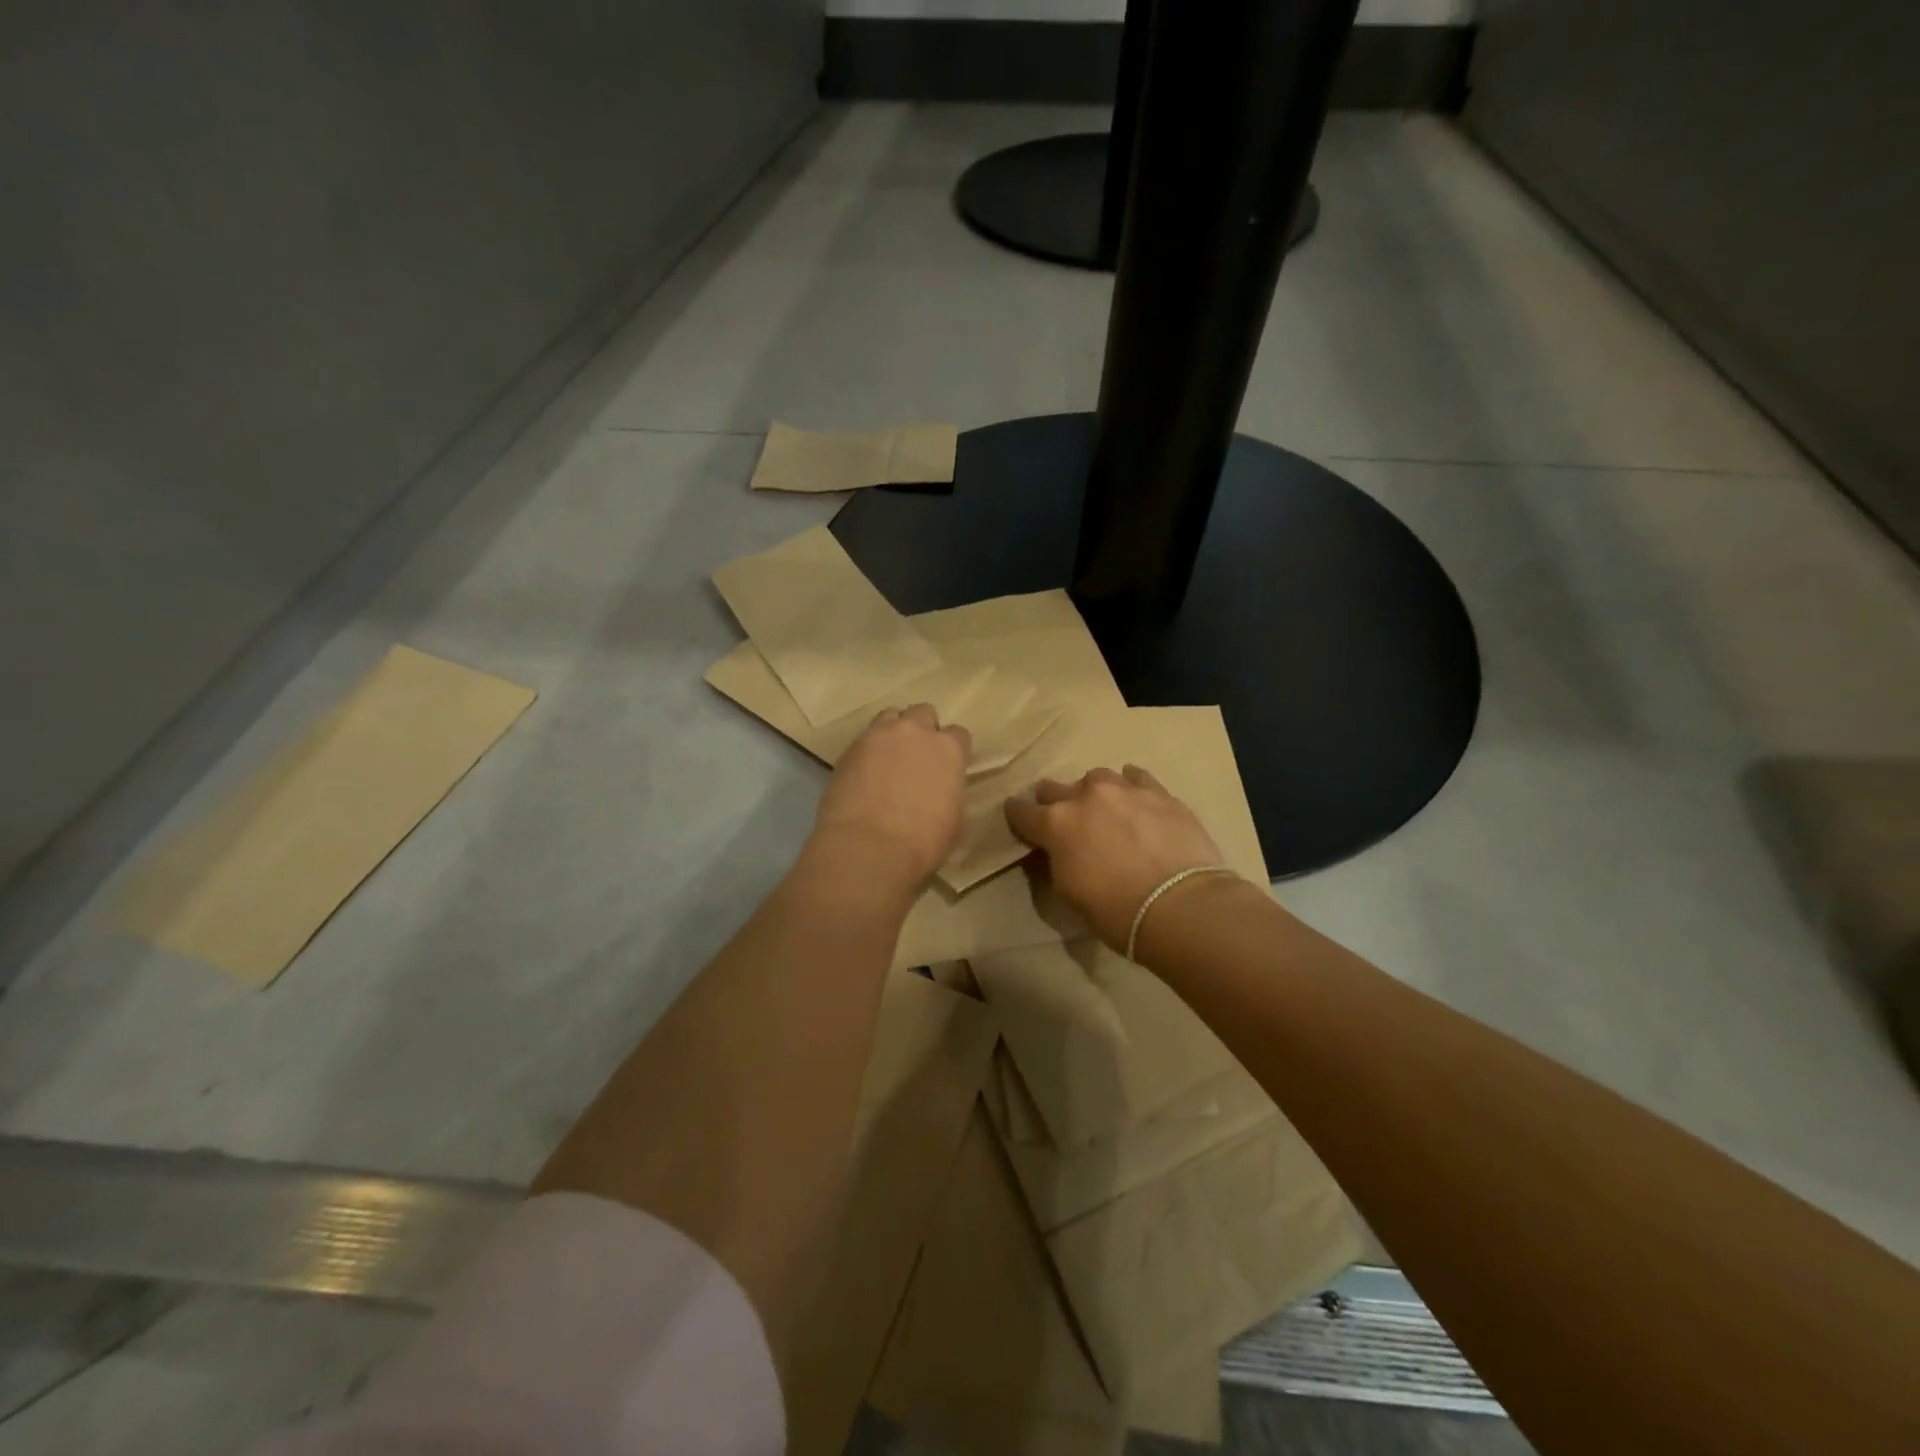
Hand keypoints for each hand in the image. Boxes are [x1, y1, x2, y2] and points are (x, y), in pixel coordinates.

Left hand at [812, 704, 970, 894]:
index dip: (954, 750)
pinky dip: (868, 750)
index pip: (958, 734)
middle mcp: (914, 732)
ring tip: (888, 759)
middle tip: (917, 757)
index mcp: (948, 749)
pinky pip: (864, 738)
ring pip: (890, 717)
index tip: (948, 767)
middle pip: (922, 713)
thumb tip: (942, 791)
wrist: (867, 848)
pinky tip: (865, 774)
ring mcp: (878, 736)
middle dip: (922, 730)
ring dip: (893, 732)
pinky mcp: (848, 749)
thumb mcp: (955, 820)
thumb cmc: (923, 842)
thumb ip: (950, 792)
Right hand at [1004, 766, 1227, 950]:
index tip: (1020, 822)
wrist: (1180, 905)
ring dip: (1094, 793)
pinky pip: (1135, 776)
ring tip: (1106, 811)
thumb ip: (1057, 861)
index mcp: (1055, 823)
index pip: (1020, 810)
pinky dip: (1130, 786)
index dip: (1018, 817)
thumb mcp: (1069, 892)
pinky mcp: (1158, 792)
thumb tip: (1059, 850)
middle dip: (1054, 803)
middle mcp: (1085, 796)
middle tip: (1066, 824)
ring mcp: (1124, 789)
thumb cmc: (1116, 911)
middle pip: (1054, 788)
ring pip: (1096, 777)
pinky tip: (1136, 798)